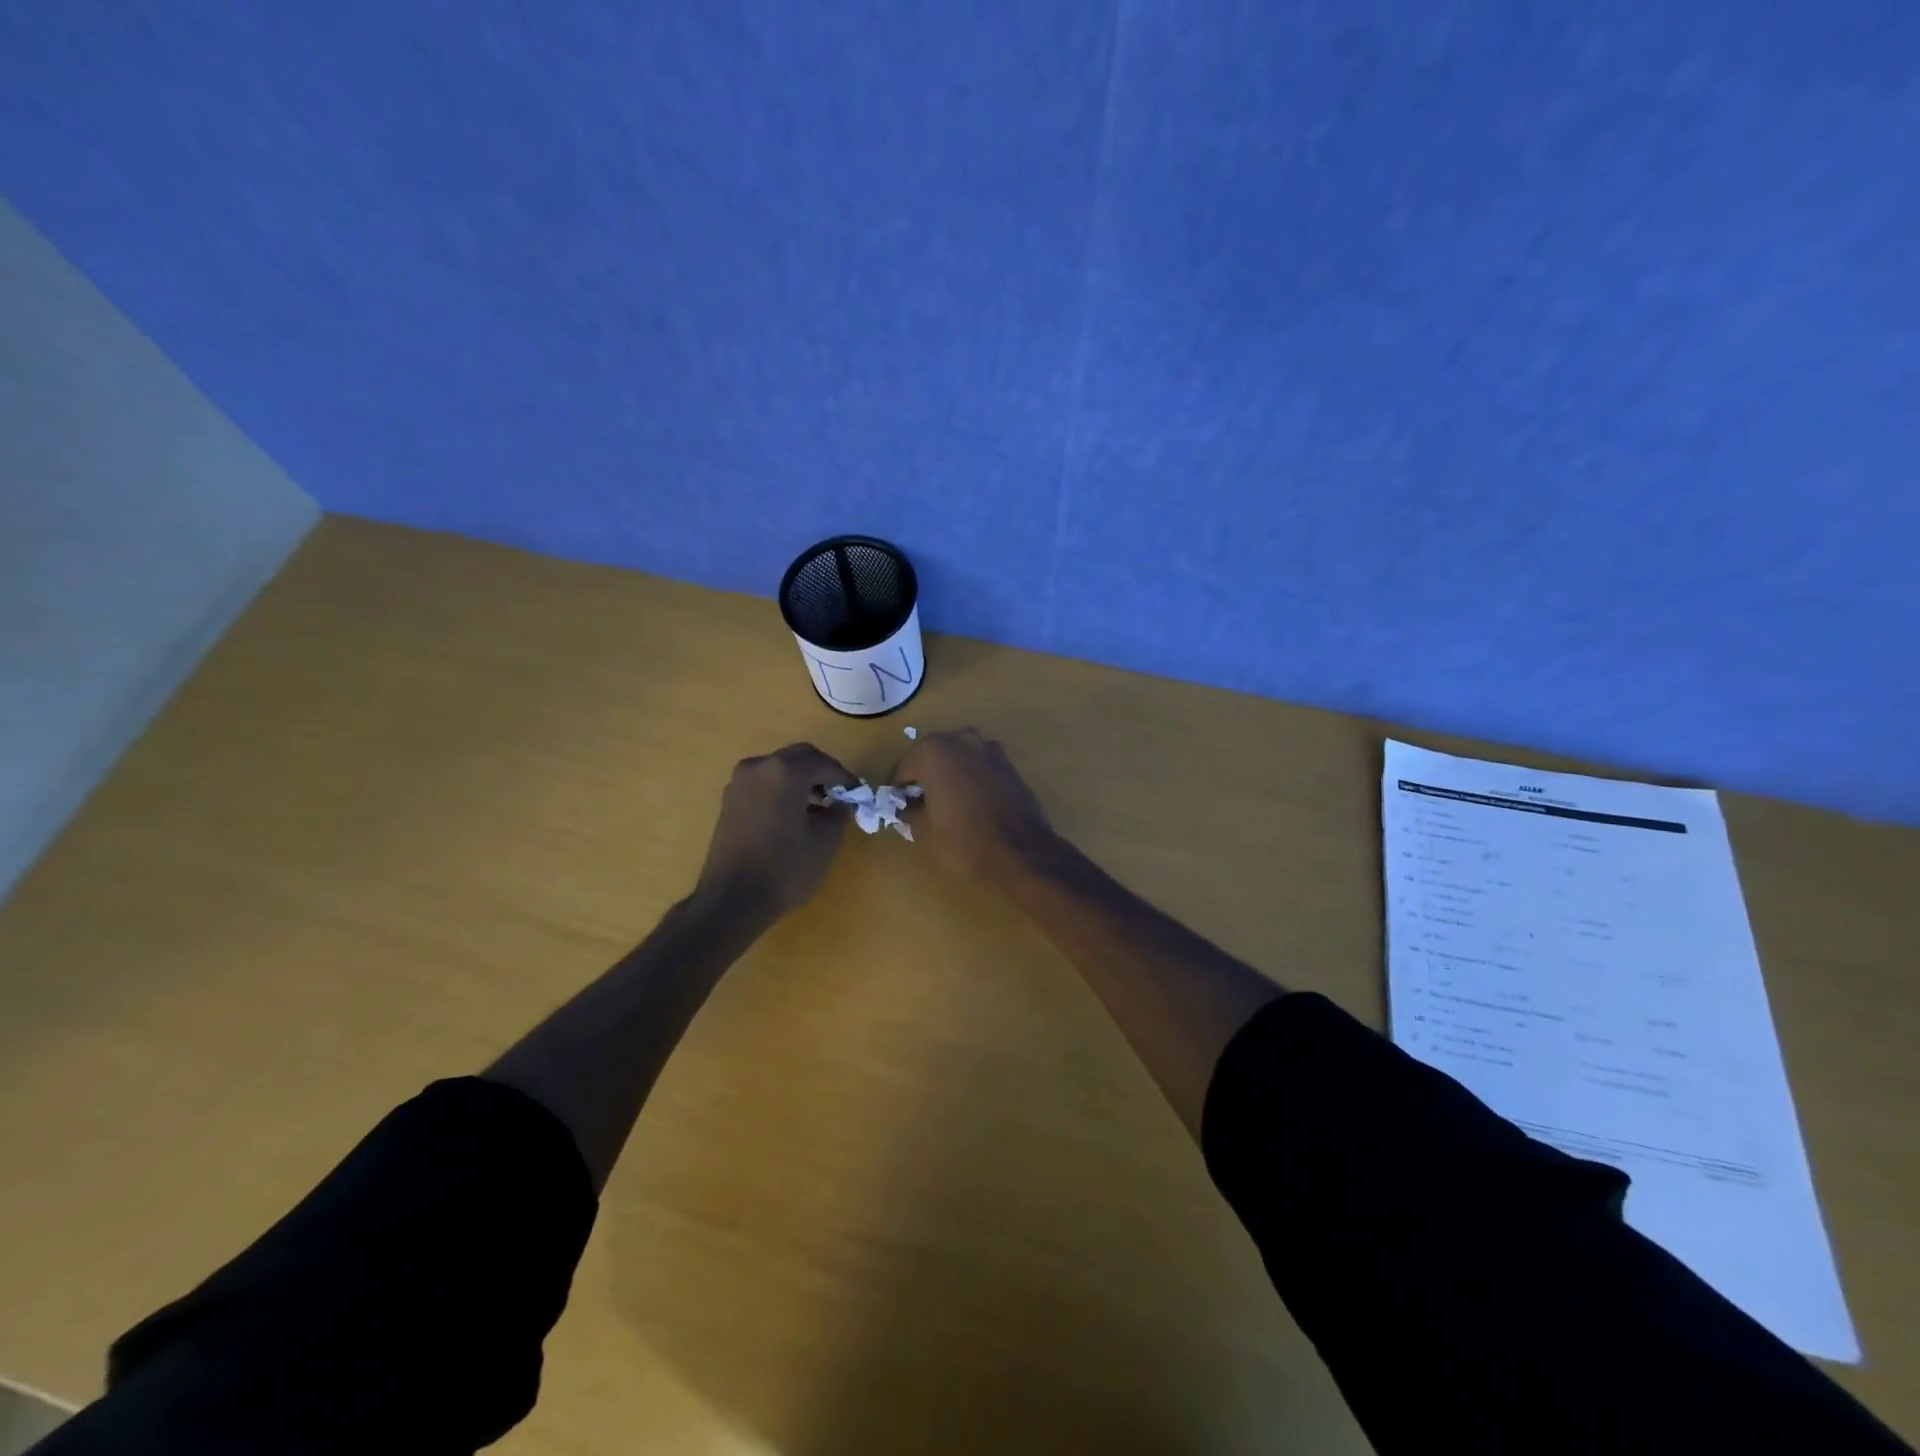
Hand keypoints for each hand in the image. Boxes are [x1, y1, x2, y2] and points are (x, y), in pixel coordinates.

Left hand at [696, 744, 858, 916]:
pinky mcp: (729, 800)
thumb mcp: (825, 841)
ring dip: (802, 780)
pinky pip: (764, 783)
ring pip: (780, 768)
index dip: (845, 778)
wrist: (732, 900)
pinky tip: (794, 815)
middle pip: (799, 757)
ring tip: (819, 807)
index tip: (858, 794)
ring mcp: (740, 782)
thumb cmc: (785, 869)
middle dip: (822, 772)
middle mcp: (759, 767)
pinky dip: (782, 790)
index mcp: (785, 772)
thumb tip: (842, 803)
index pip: (824, 763)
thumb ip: (838, 813)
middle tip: (840, 795)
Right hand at [893, 728, 1056, 885]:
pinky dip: (971, 777)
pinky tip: (972, 802)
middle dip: (923, 775)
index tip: (897, 807)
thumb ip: (909, 811)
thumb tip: (908, 806)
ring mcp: (990, 749)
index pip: (903, 767)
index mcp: (934, 751)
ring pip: (958, 757)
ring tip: (946, 801)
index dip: (897, 789)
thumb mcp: (923, 831)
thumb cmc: (964, 841)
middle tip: (919, 803)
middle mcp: (961, 740)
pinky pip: (980, 765)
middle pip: (931, 755)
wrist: (1022, 853)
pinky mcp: (1009, 764)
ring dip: (949, 773)